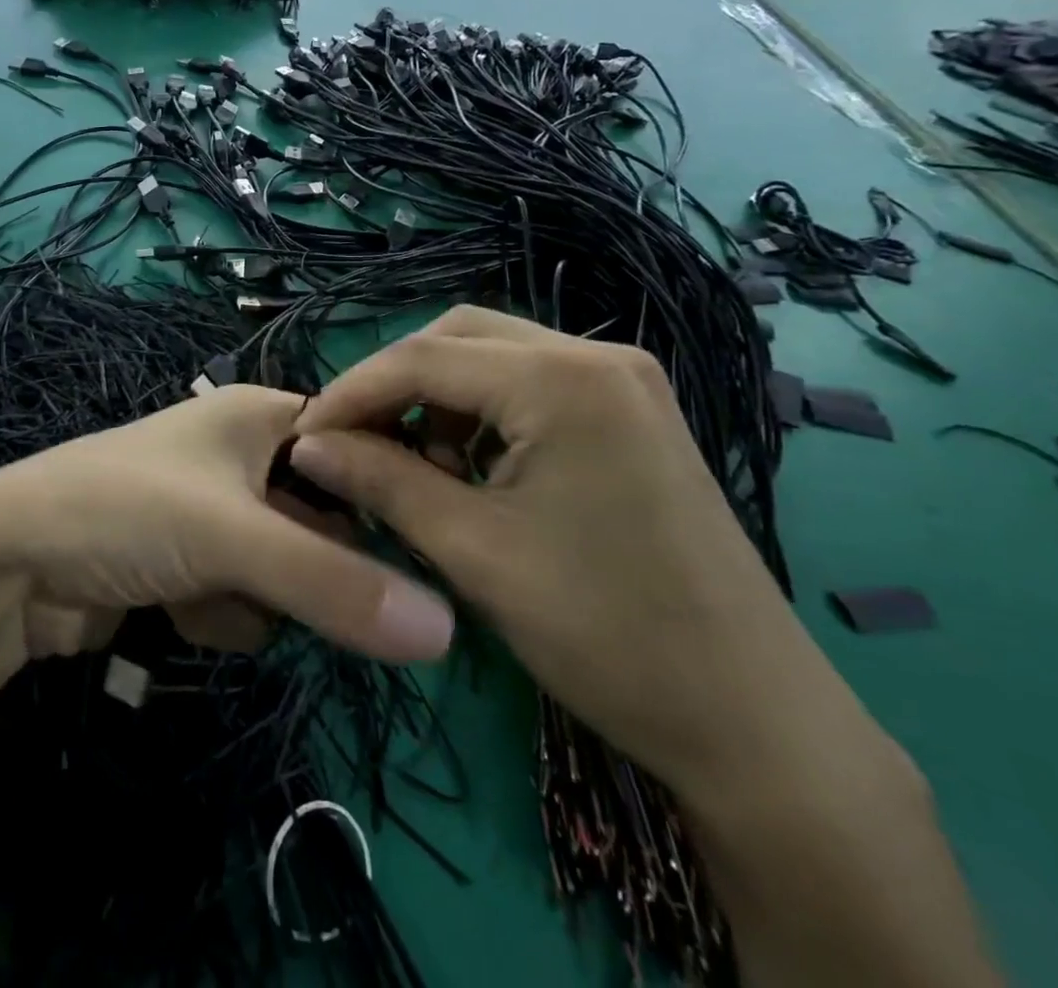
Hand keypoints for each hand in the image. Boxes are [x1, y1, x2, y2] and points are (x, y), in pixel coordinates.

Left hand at [0, 385, 454, 664]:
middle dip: (309, 566)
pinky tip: (172, 608)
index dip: (385, 490)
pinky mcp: (192, 564)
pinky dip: (220, 613)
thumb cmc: (124, 512)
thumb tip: (446, 631)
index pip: (354, 443)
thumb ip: (335, 583)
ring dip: (256, 597)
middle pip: (326, 518)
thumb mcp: (232, 537)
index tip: (422, 544)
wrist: (8, 566)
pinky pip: (245, 597)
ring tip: (202, 590)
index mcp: (258, 416)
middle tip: (288, 587)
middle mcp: (243, 456)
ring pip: (289, 570)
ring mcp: (216, 514)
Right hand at [288, 307, 848, 797]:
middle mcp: (597, 355)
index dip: (351, 392)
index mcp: (562, 379)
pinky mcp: (630, 413)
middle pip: (457, 337)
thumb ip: (380, 482)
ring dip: (437, 397)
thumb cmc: (605, 633)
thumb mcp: (472, 551)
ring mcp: (622, 382)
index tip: (304, 437)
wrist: (753, 720)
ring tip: (412, 465)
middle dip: (394, 384)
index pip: (422, 357)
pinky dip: (481, 413)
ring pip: (492, 357)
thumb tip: (307, 445)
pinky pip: (530, 385)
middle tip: (352, 441)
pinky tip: (468, 468)